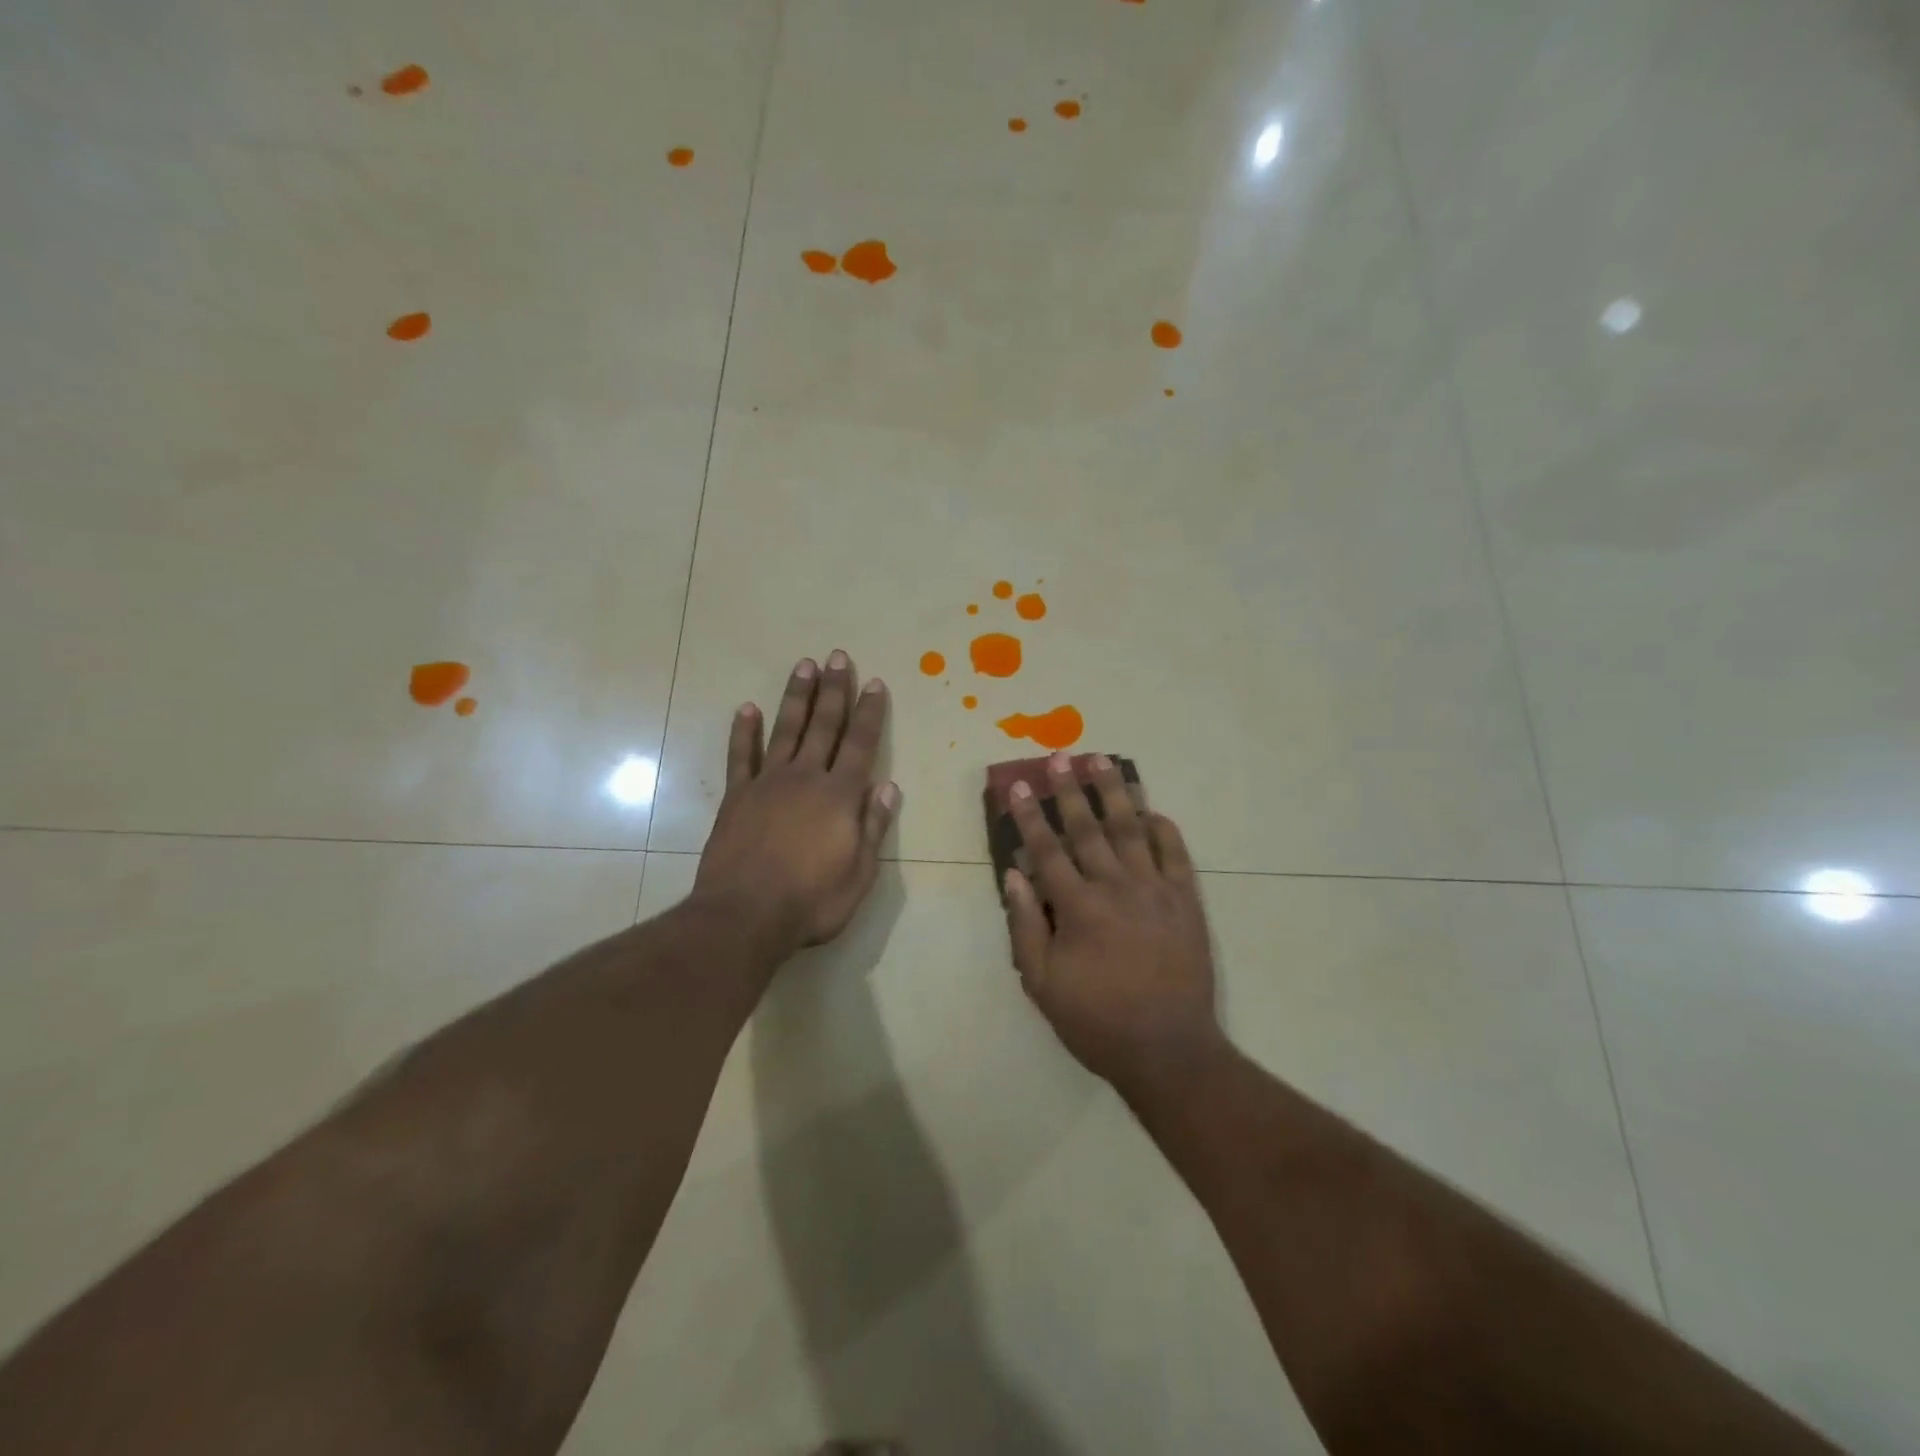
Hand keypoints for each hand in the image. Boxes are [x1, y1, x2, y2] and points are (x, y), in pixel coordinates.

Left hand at [693, 651, 900, 955]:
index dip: (868, 712)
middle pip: (823, 726)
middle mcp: (806, 778)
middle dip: (834, 690)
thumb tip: (888, 786)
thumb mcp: (860, 873)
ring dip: (796, 697)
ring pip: (786, 730)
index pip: (860, 744)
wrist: (745, 916)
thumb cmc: (812, 901)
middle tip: (838, 657)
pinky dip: (744, 732)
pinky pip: (741, 757)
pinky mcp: (737, 797)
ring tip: (804, 666)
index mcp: (840, 796)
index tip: (873, 683)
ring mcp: (767, 784)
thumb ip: (873, 826)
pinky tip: (747, 709)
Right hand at [1004, 753, 1222, 1096]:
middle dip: (1071, 790)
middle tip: (1061, 756)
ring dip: (1115, 792)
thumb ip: (1026, 925)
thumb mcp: (1043, 983)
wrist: (1168, 1049)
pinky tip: (1152, 810)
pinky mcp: (1186, 901)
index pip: (1047, 850)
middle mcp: (1116, 887)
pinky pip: (1175, 854)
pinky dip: (1164, 829)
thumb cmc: (1096, 1020)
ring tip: (1104, 761)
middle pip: (1089, 828)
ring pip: (1132, 829)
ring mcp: (1156, 890)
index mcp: (1078, 907)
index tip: (1021, 786)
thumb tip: (1014, 875)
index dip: (1031, 816)